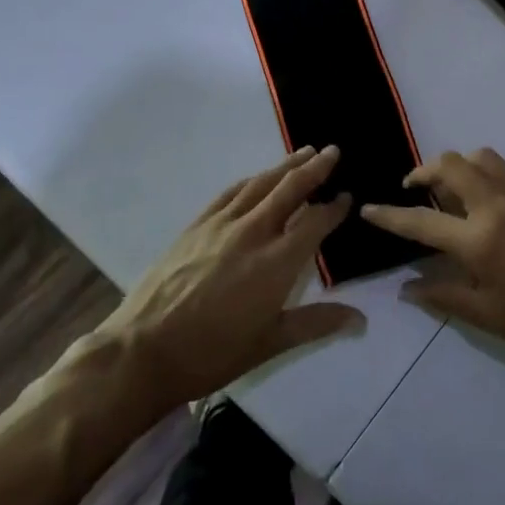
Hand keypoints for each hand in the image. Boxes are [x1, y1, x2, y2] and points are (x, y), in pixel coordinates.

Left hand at [69, 146, 363, 411]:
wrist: (143, 351)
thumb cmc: (212, 353)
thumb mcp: (270, 343)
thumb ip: (317, 323)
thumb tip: (361, 318)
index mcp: (277, 262)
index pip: (315, 222)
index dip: (334, 207)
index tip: (348, 196)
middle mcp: (253, 233)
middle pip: (290, 189)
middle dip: (315, 168)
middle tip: (333, 151)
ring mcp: (221, 225)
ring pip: (260, 184)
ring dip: (285, 166)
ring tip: (304, 153)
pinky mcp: (196, 225)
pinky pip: (230, 193)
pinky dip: (251, 181)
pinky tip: (258, 178)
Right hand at [359, 148, 504, 370]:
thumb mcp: (488, 316)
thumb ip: (443, 294)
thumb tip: (407, 288)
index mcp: (479, 240)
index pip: (421, 221)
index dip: (389, 216)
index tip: (368, 209)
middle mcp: (498, 204)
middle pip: (450, 165)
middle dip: (424, 171)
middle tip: (414, 188)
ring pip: (481, 157)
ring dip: (459, 167)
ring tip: (453, 190)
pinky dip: (490, 175)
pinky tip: (492, 200)